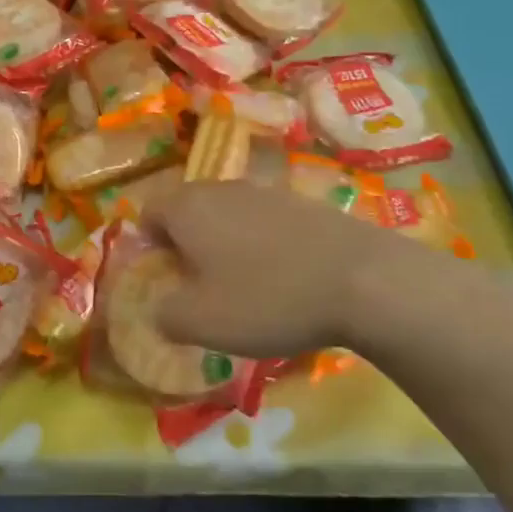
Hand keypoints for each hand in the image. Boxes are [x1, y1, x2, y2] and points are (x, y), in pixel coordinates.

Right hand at [144, 182, 512, 360]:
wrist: (364, 280)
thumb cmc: (267, 298)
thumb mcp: (201, 322)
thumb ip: (165, 314)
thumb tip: (158, 310)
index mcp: (188, 208)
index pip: (149, 212)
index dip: (149, 245)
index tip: (164, 278)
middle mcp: (221, 189)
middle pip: (189, 209)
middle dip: (186, 243)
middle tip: (199, 285)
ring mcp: (266, 192)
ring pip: (228, 214)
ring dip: (225, 243)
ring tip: (243, 285)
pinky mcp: (304, 204)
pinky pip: (265, 221)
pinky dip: (262, 244)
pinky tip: (283, 278)